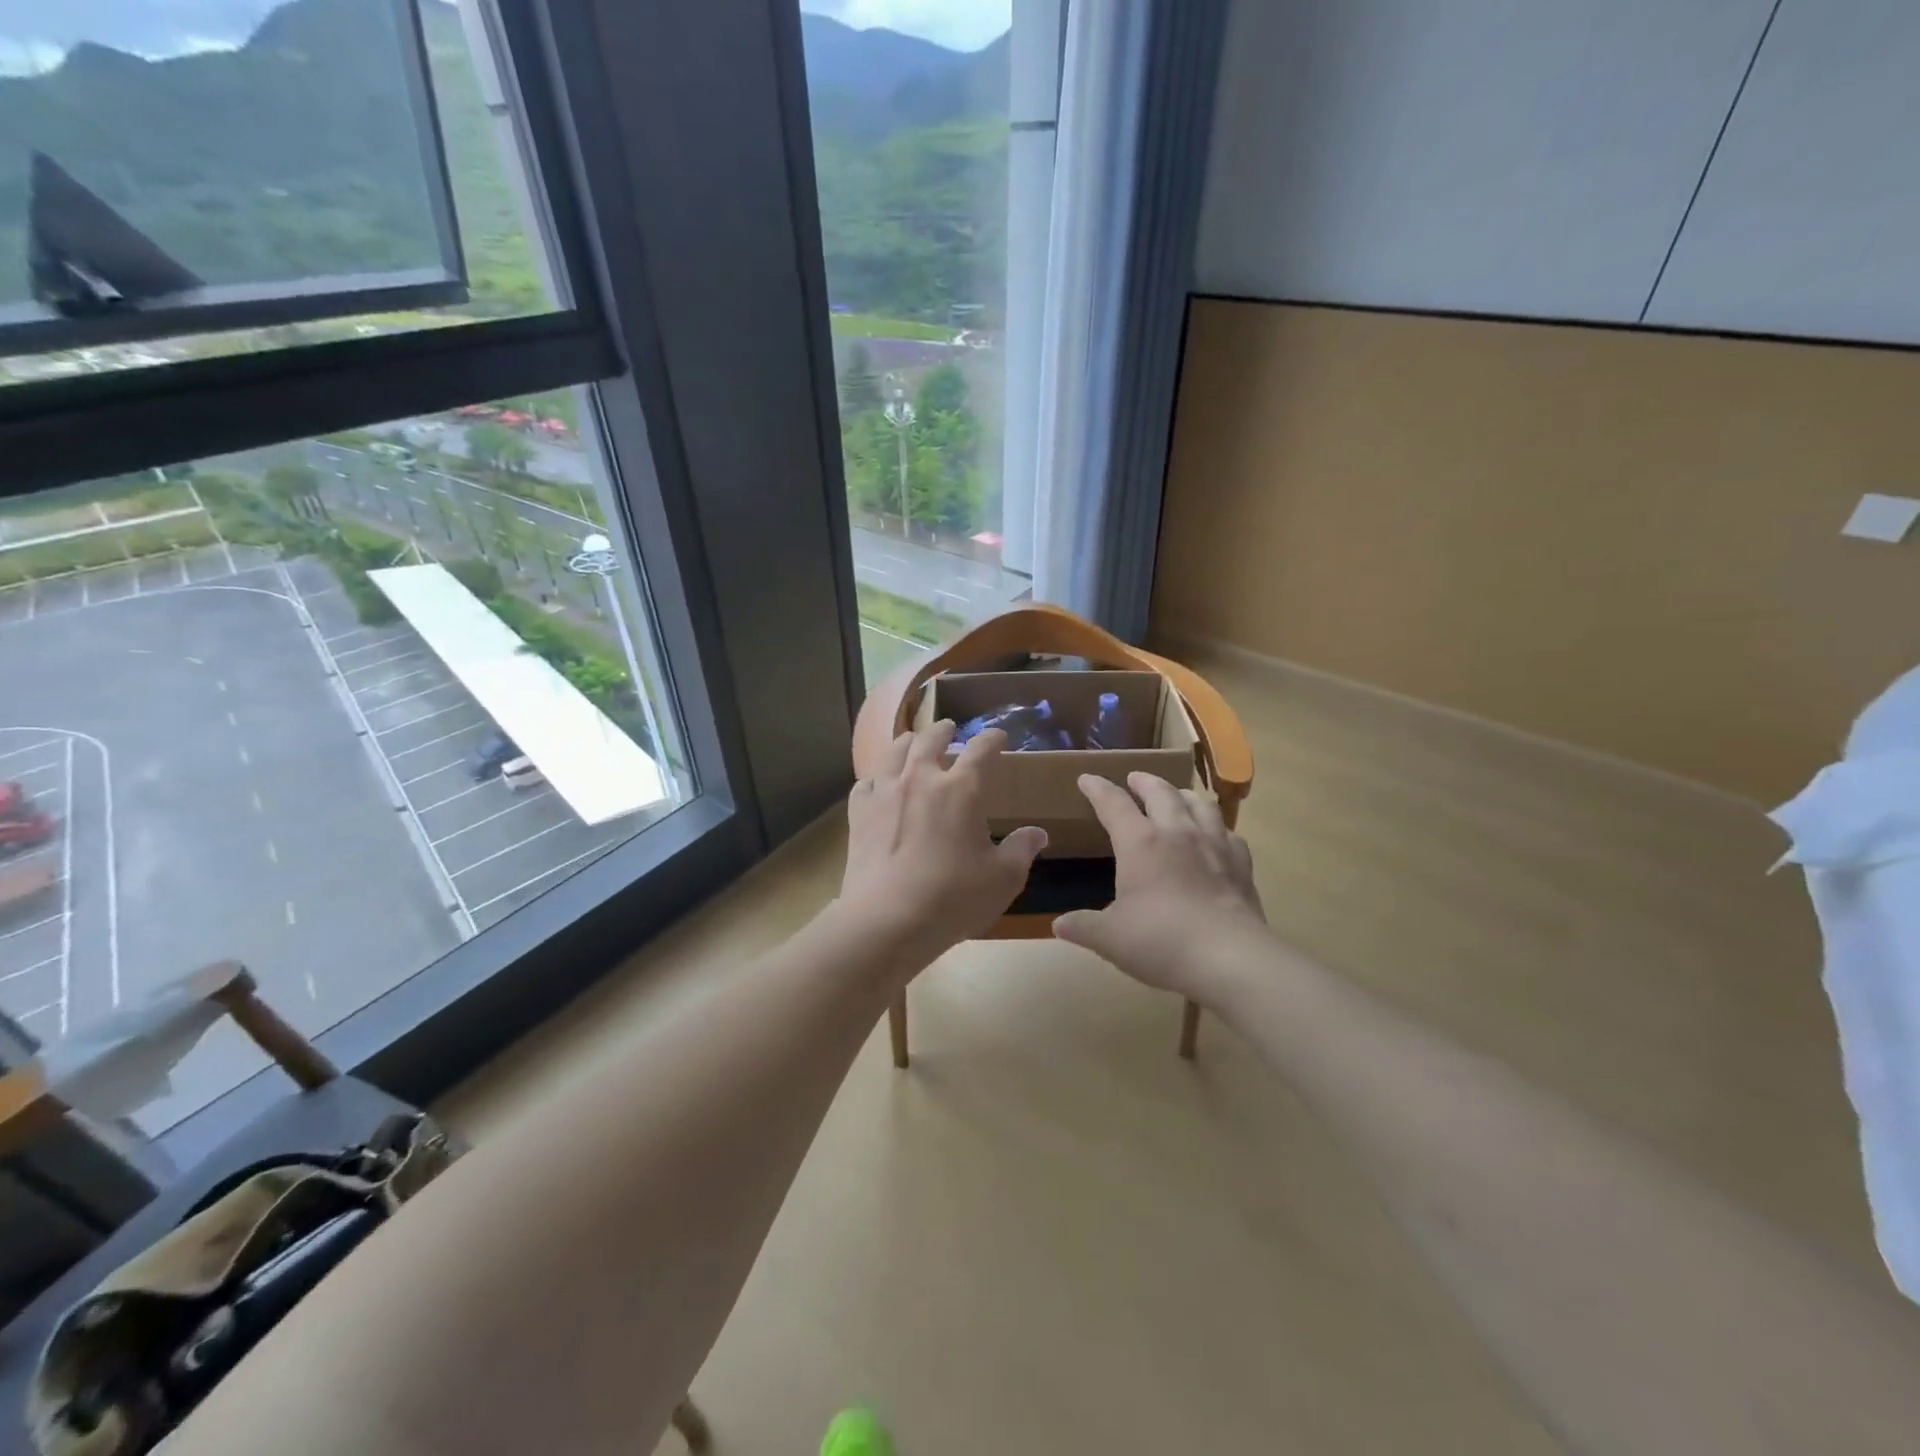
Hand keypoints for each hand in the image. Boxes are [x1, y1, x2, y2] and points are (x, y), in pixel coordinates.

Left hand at [836, 721, 1046, 970]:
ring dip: (907, 743)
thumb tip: (1038, 833)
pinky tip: (876, 783)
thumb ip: (1021, 850)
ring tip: (911, 741)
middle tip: (949, 728)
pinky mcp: (859, 814)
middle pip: (931, 740)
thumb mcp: (1003, 878)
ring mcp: (885, 793)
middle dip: (944, 731)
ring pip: (894, 753)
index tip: (999, 737)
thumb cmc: (953, 898)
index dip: (993, 739)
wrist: (887, 920)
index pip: (982, 749)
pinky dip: (875, 777)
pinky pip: (866, 783)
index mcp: (962, 789)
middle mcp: (921, 779)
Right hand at [1053, 773, 1269, 1003]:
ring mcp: (1214, 845)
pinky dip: (1217, 827)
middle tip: (1134, 778)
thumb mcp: (1109, 938)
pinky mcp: (1241, 865)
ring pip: (1199, 804)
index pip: (1113, 803)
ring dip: (1182, 795)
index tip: (1087, 778)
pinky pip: (1229, 833)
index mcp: (1140, 843)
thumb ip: (1083, 927)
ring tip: (1176, 796)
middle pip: (1160, 792)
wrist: (1229, 958)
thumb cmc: (1160, 941)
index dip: (1097, 788)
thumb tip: (1059, 926)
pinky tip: (1216, 835)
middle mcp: (1177, 833)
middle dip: (1144, 781)